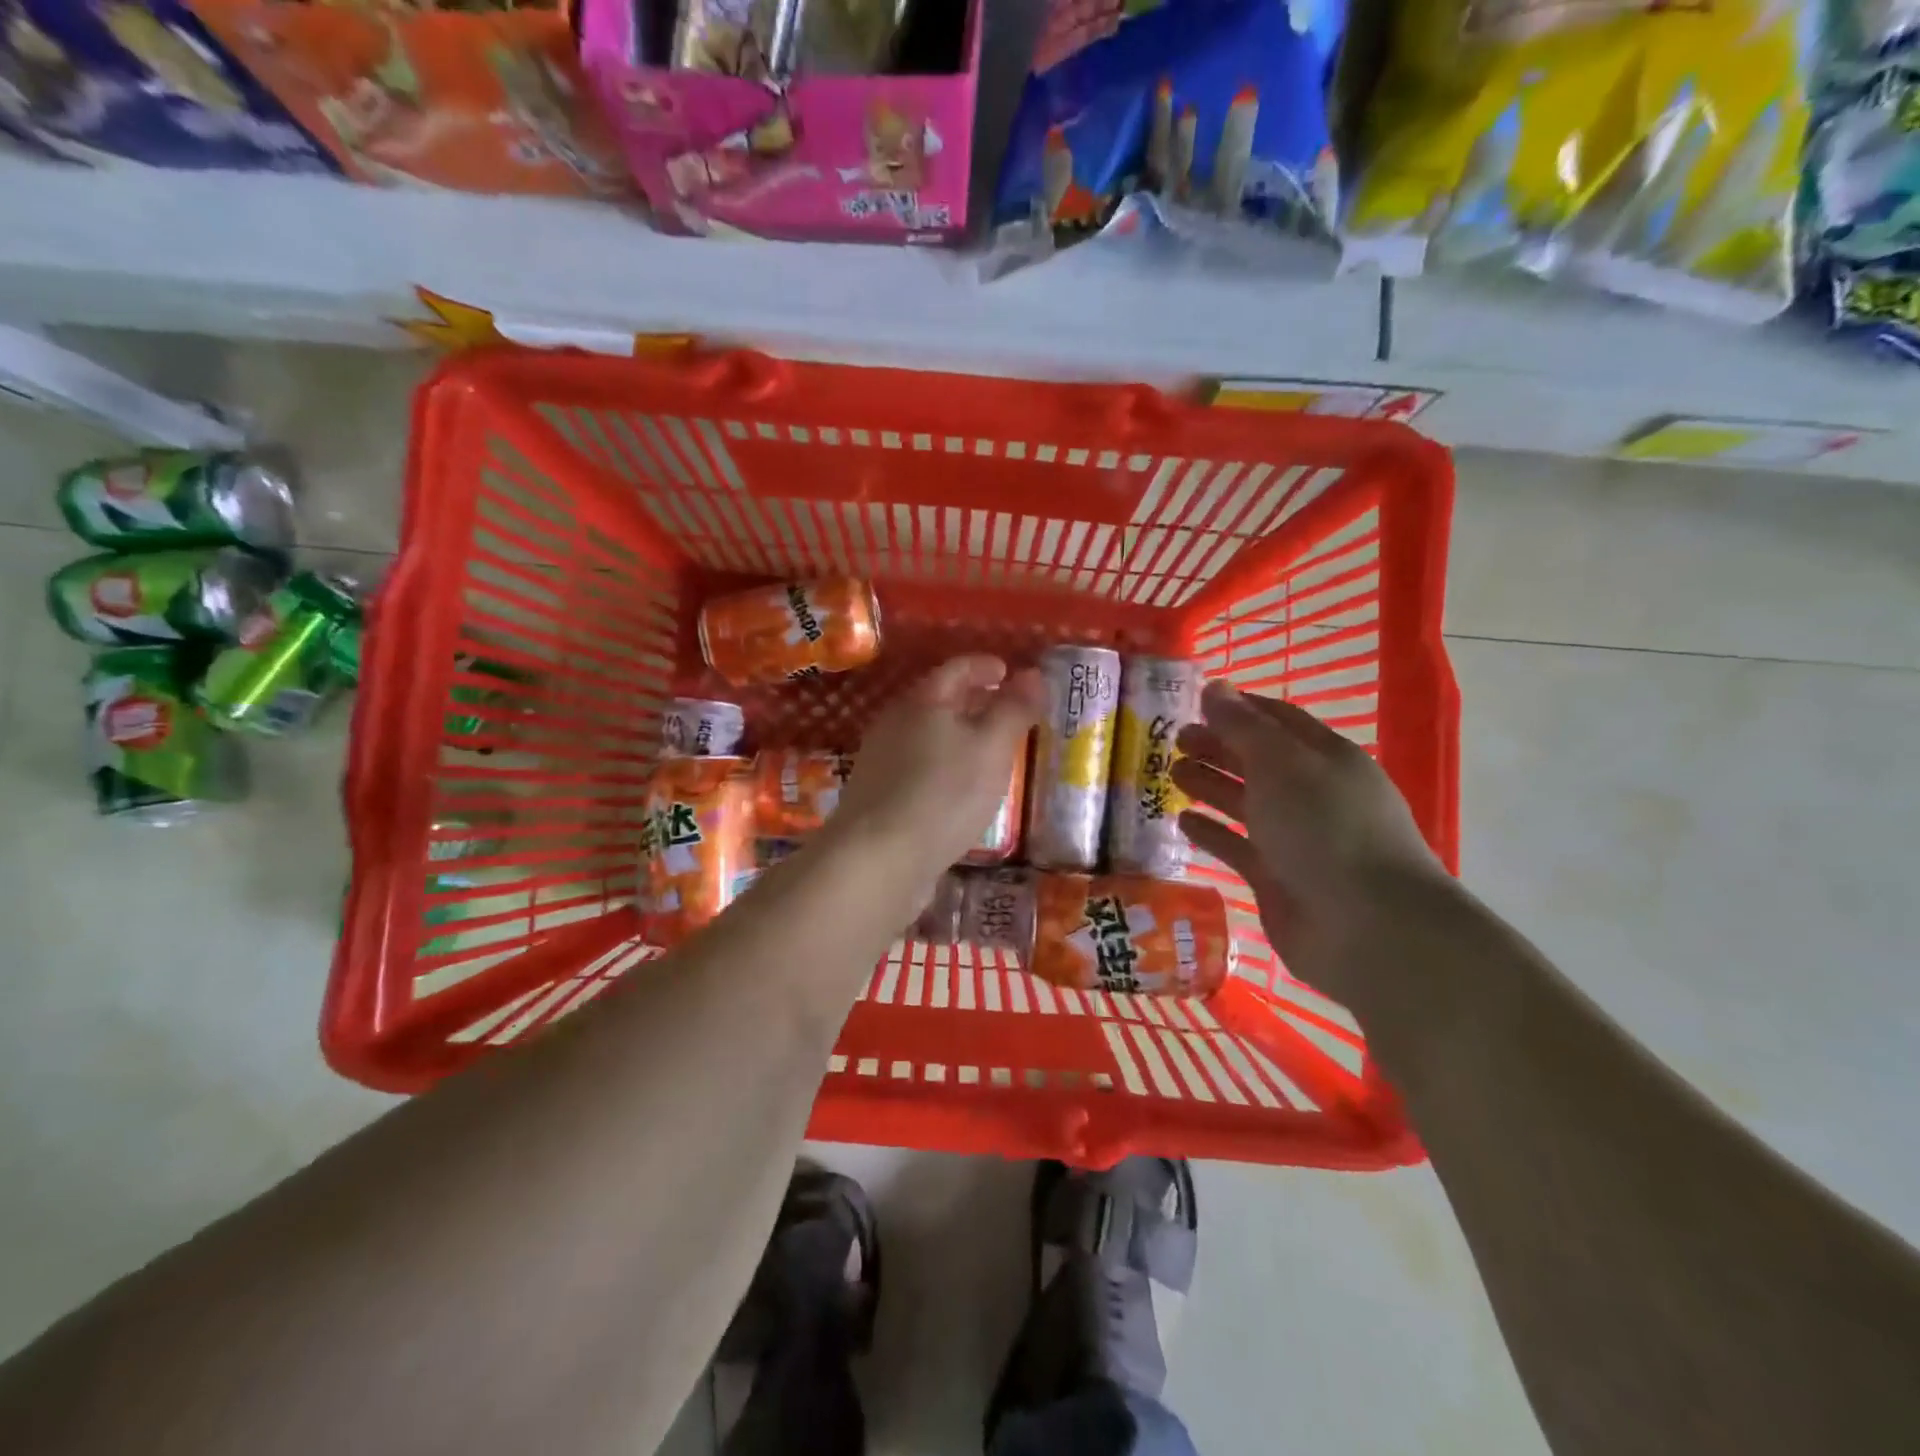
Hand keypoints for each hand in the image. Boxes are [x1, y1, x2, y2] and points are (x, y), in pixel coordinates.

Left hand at [826, 654, 1043, 888]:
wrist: (877, 860)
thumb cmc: (943, 794)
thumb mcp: (992, 747)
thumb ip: (1014, 709)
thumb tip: (1033, 674)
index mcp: (922, 701)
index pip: (957, 669)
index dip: (985, 666)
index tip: (1010, 673)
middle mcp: (894, 723)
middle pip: (938, 700)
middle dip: (974, 701)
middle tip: (1006, 711)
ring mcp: (880, 761)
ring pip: (927, 735)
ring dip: (958, 736)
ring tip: (988, 751)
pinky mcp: (878, 797)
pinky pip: (917, 767)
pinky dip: (943, 766)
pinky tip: (958, 790)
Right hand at [1171, 683, 1446, 1002]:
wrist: (1366, 927)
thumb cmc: (1325, 829)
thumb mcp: (1281, 764)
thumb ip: (1242, 727)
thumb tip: (1214, 687)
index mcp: (1325, 758)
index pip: (1278, 720)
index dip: (1239, 708)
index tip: (1196, 701)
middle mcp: (1311, 793)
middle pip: (1258, 760)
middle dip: (1218, 746)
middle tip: (1173, 739)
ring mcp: (1295, 838)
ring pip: (1246, 802)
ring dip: (1210, 785)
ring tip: (1170, 773)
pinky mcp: (1277, 878)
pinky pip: (1238, 846)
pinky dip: (1212, 832)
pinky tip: (1182, 821)